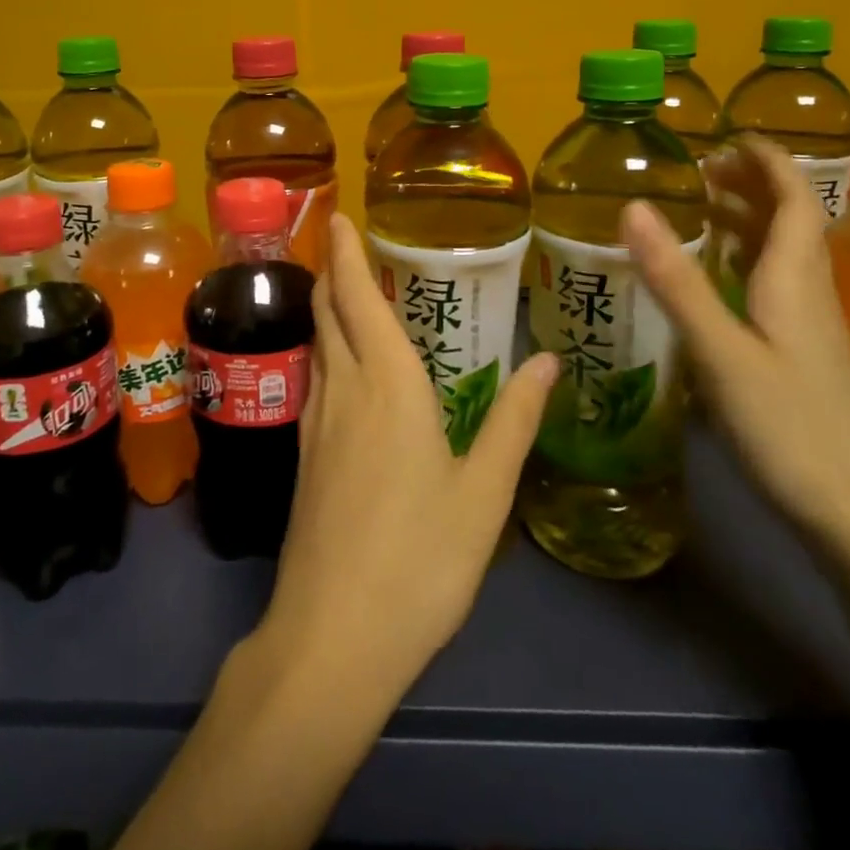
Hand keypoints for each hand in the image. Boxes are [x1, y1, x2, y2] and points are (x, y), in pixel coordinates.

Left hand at [254, 213, 558, 698]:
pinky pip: (315, 377)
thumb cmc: (421, 559)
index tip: (337, 217)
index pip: (357, 298)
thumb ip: (515, 420)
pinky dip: (326, 348)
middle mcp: (343, 388)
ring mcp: (315, 421)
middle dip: (331, 271)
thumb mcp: (484, 492)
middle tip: (340, 242)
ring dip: (325, 307)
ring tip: (344, 289)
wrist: (334, 632)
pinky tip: (342, 364)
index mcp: (388, 385)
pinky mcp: (303, 453)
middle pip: (327, 312)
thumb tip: (547, 358)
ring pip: (317, 344)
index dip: (345, 253)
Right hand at [619, 137, 849, 563]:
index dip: (768, 161)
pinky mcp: (804, 359)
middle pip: (789, 223)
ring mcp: (810, 330)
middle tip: (701, 168)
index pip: (793, 200)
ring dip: (748, 222)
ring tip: (703, 208)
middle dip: (751, 185)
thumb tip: (633, 206)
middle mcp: (808, 294)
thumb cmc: (792, 429)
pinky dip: (745, 263)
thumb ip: (677, 281)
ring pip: (782, 256)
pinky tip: (720, 282)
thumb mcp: (722, 353)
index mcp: (794, 280)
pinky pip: (774, 288)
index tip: (730, 135)